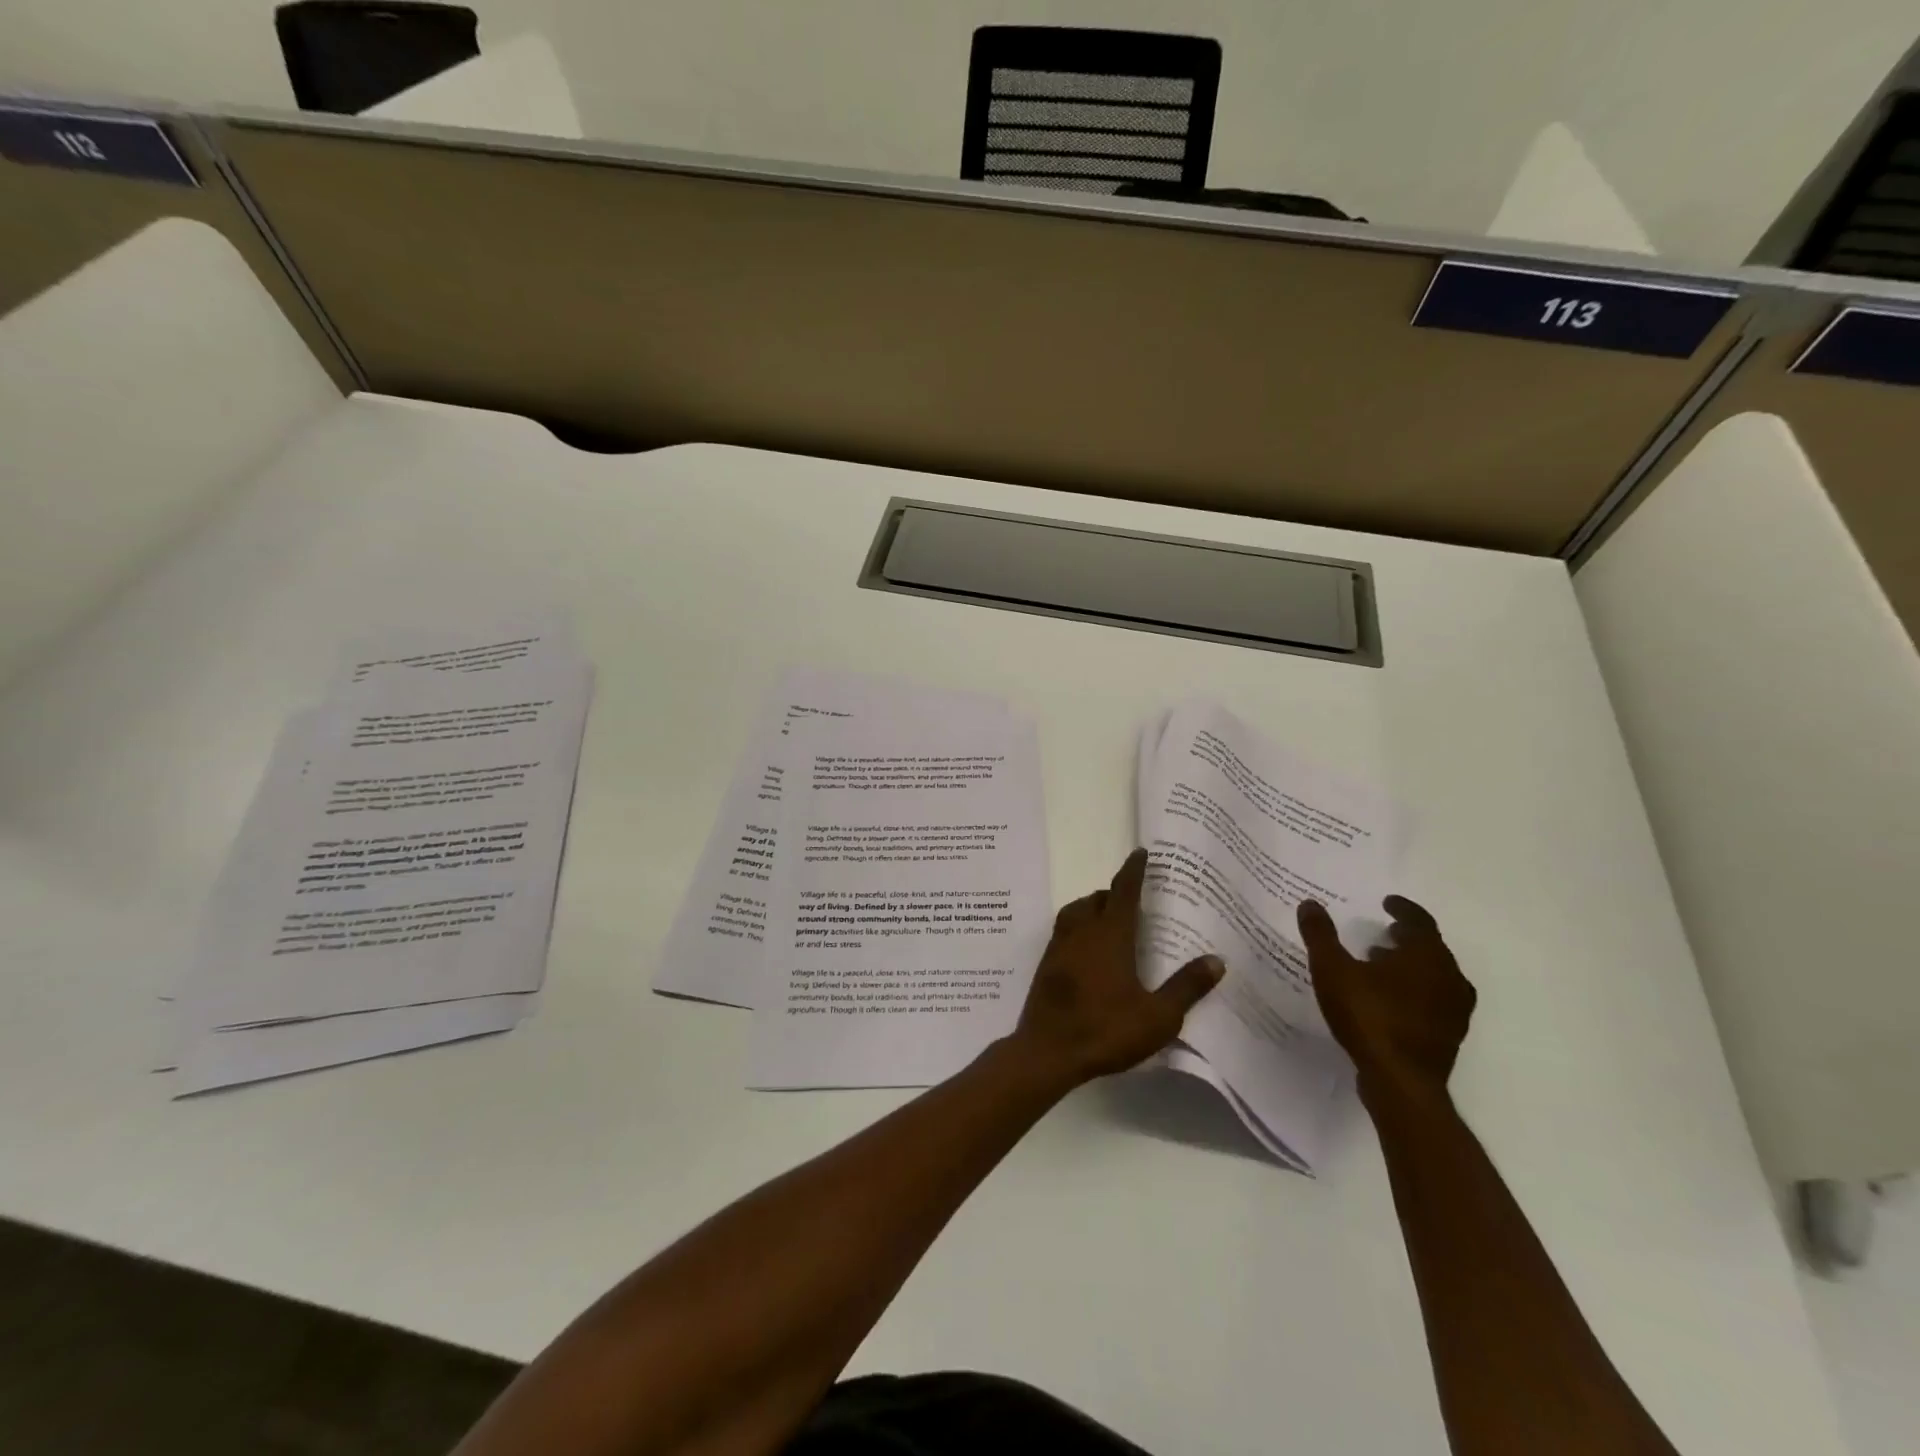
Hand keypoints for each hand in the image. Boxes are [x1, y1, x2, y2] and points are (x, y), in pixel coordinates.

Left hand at [1012, 848, 1223, 1085]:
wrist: (1047, 1052)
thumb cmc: (1105, 1030)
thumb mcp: (1157, 1016)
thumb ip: (1186, 987)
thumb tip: (1217, 960)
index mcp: (1109, 936)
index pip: (1123, 891)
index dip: (1133, 870)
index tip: (1141, 853)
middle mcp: (1081, 932)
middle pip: (1096, 899)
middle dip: (1113, 892)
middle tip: (1133, 900)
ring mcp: (1058, 947)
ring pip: (1075, 912)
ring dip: (1091, 907)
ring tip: (1109, 920)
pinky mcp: (1046, 964)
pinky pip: (1063, 931)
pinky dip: (1078, 927)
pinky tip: (1087, 950)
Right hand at [1298, 895, 1474, 1103]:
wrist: (1401, 1082)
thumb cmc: (1369, 1016)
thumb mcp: (1332, 970)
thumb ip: (1320, 935)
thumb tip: (1310, 903)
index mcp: (1426, 956)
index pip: (1420, 921)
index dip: (1403, 909)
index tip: (1386, 903)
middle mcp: (1449, 978)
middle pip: (1430, 948)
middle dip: (1406, 938)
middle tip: (1382, 933)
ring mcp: (1453, 1009)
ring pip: (1434, 976)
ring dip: (1410, 965)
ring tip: (1379, 965)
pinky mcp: (1448, 1035)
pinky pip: (1433, 1000)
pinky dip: (1414, 990)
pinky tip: (1389, 1000)